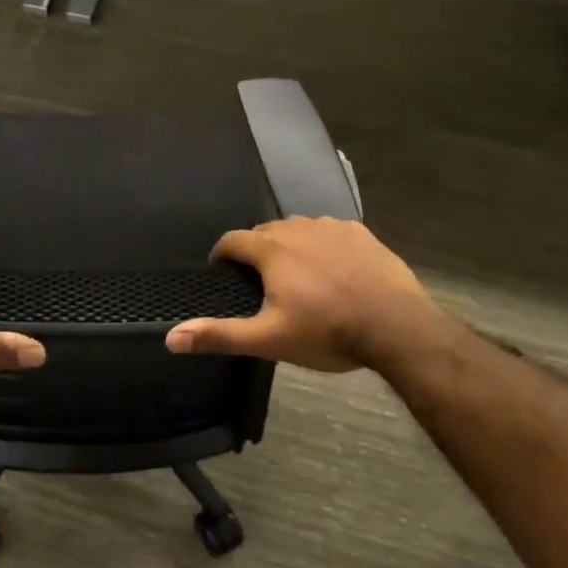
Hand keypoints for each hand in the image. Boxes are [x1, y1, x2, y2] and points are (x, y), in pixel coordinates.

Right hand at [166, 217, 437, 371]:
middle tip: (261, 282)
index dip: (223, 254)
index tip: (222, 271)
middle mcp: (297, 228)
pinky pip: (329, 231)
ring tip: (298, 275)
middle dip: (257, 251)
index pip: (233, 240)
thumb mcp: (270, 340)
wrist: (397, 327)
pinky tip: (334, 269)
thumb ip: (220, 334)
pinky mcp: (360, 232)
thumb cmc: (327, 333)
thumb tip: (171, 338)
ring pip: (298, 229)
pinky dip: (322, 244)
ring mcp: (331, 227)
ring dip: (290, 245)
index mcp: (271, 250)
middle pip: (265, 232)